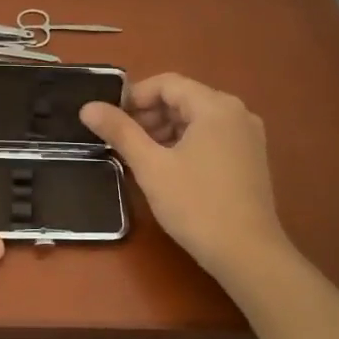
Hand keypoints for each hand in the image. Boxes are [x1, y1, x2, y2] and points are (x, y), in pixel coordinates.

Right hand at [79, 74, 290, 278]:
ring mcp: (248, 136)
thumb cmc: (196, 205)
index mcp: (215, 106)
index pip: (167, 83)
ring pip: (196, 119)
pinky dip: (186, 143)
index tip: (111, 120)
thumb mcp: (151, 166)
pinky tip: (169, 168)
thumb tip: (88, 107)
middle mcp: (237, 112)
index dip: (134, 97)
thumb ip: (119, 131)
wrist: (248, 255)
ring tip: (141, 157)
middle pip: (183, 98)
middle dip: (149, 115)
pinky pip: (212, 136)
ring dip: (165, 130)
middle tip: (122, 142)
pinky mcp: (251, 158)